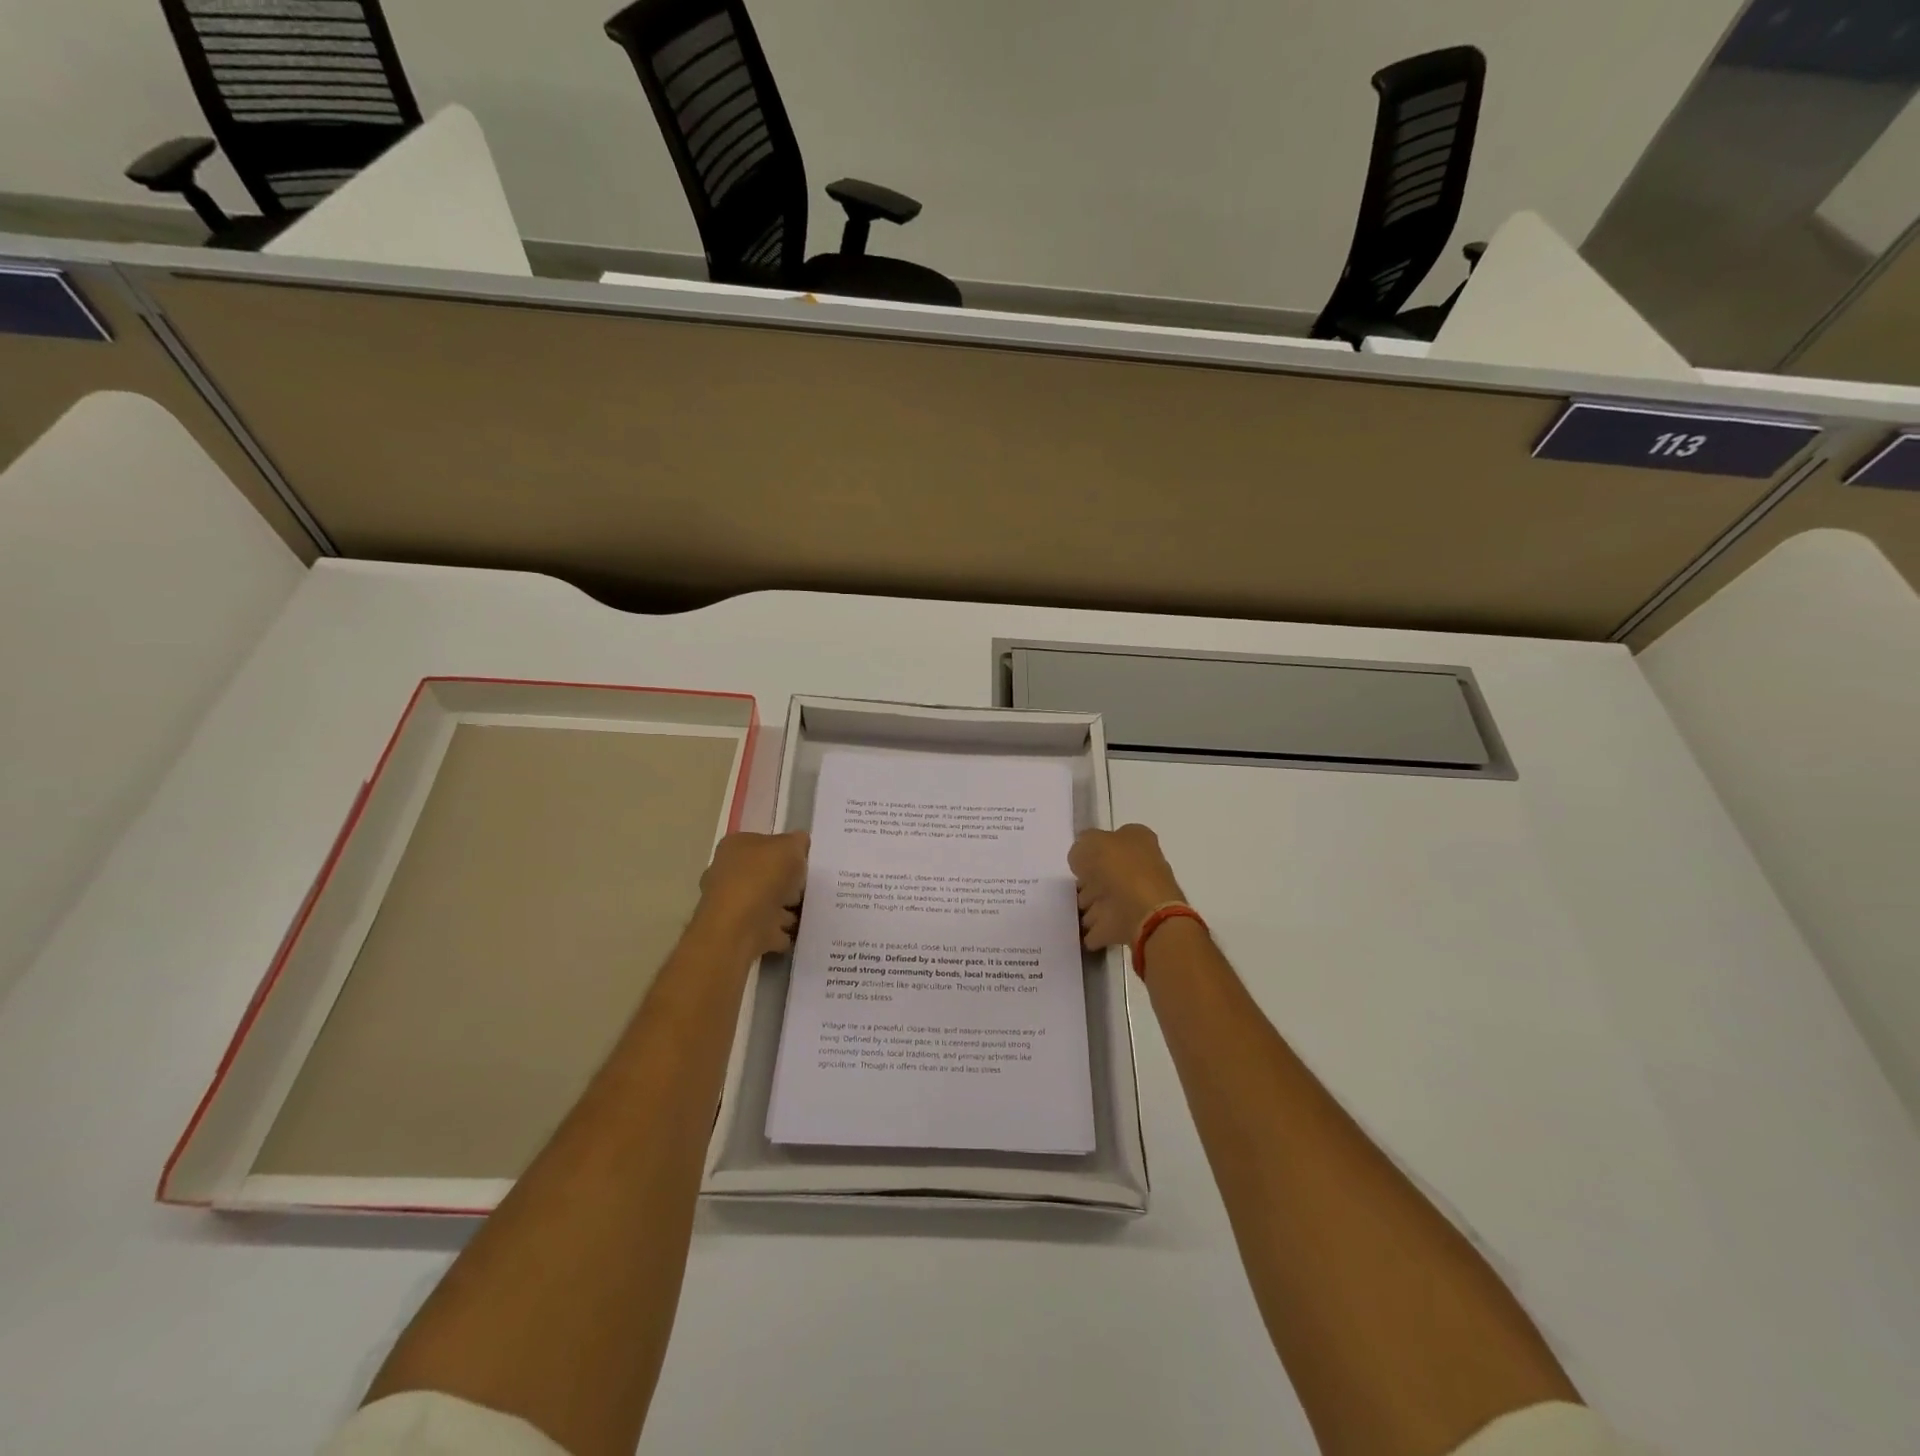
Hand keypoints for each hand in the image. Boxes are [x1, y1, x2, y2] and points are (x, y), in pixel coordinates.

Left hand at [696, 832, 808, 956]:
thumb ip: (797, 842)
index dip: (785, 851)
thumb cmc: (762, 878)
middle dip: (785, 882)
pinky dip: (781, 931)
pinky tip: (799, 930)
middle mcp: (726, 873)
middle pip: (764, 874)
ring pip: (766, 902)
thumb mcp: (790, 846)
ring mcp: (731, 906)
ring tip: (807, 910)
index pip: (763, 843)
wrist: (740, 930)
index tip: (803, 862)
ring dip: (785, 908)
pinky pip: (768, 928)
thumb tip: (799, 843)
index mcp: (734, 847)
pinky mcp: (739, 933)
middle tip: (806, 886)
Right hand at [1069, 824, 1185, 951]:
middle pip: (1111, 870)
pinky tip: (1079, 932)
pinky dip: (1094, 930)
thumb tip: (1080, 861)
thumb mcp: (1090, 843)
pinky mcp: (1131, 924)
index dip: (1094, 847)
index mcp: (1138, 840)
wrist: (1144, 913)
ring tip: (1075, 909)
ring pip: (1108, 898)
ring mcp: (1137, 897)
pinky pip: (1105, 925)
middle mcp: (1141, 866)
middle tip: (1075, 886)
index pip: (1114, 839)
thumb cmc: (1119, 869)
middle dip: (1092, 879)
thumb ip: (1081, 848)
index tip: (1078, 860)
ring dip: (1093, 905)